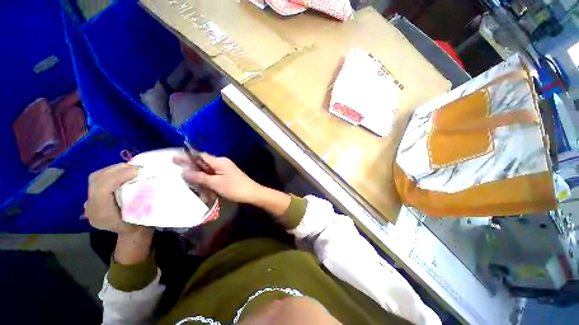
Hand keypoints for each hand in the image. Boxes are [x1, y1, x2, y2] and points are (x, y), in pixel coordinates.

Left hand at [86, 163, 144, 234]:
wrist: (131, 232)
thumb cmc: (141, 223)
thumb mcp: (144, 214)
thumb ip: (142, 199)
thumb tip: (147, 180)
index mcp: (102, 214)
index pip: (103, 189)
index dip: (119, 176)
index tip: (139, 170)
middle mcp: (91, 207)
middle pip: (97, 180)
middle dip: (117, 169)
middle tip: (137, 167)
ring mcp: (89, 201)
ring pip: (96, 177)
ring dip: (115, 169)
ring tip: (132, 167)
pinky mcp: (93, 195)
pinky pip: (99, 178)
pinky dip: (112, 171)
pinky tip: (124, 171)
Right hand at [173, 153, 262, 204]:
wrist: (251, 193)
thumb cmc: (234, 188)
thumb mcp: (215, 183)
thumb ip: (199, 177)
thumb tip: (184, 171)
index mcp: (219, 161)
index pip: (200, 156)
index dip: (187, 157)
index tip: (173, 158)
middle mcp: (222, 162)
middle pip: (203, 163)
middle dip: (193, 169)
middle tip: (181, 175)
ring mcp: (225, 169)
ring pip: (208, 171)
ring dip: (200, 178)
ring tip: (192, 185)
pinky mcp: (227, 175)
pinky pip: (214, 176)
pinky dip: (208, 181)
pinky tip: (205, 190)